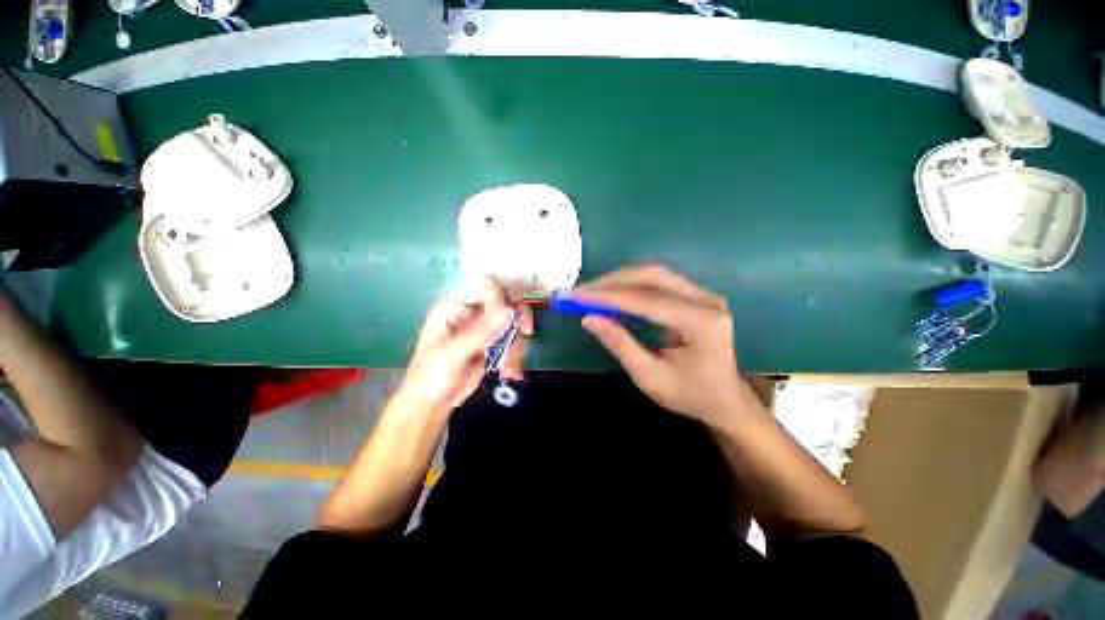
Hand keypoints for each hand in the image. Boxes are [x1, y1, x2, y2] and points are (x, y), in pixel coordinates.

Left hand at [398, 277, 532, 413]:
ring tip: (510, 366)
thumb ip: (480, 332)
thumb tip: (508, 311)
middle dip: (517, 318)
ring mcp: (483, 328)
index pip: (487, 286)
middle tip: (526, 333)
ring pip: (512, 324)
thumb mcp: (452, 354)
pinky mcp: (492, 344)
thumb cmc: (431, 376)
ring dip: (517, 344)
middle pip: (505, 301)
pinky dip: (516, 355)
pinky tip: (511, 372)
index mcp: (456, 306)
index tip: (513, 316)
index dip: (504, 296)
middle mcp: (472, 312)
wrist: (432, 403)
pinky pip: (512, 341)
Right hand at [571, 265, 757, 426]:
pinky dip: (633, 285)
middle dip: (612, 282)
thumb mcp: (650, 377)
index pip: (645, 301)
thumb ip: (620, 346)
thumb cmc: (690, 395)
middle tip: (582, 292)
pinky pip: (660, 281)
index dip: (607, 297)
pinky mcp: (698, 296)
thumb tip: (589, 319)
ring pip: (655, 274)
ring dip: (621, 280)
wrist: (725, 400)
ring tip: (594, 292)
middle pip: (652, 276)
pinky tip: (615, 294)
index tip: (576, 296)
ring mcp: (705, 295)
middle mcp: (707, 301)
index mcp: (701, 323)